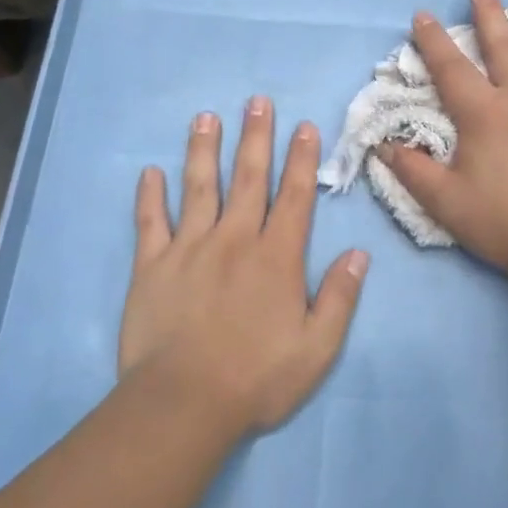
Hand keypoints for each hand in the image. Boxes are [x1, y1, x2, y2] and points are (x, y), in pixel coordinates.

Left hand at [120, 99, 366, 436]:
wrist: (183, 405)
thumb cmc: (256, 378)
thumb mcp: (316, 348)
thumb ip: (340, 297)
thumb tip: (358, 253)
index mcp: (276, 257)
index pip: (293, 196)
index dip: (301, 159)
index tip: (304, 126)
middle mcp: (234, 240)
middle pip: (247, 178)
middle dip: (255, 137)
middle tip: (256, 101)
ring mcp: (188, 249)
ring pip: (198, 188)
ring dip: (203, 150)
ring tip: (205, 117)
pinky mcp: (151, 266)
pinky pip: (150, 223)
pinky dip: (149, 196)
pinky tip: (149, 172)